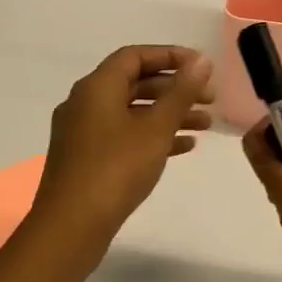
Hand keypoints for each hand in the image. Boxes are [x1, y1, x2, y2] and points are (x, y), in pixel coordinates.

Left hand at [34, 45, 215, 251]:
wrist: (72, 225)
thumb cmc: (116, 169)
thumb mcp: (156, 128)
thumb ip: (181, 93)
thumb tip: (201, 61)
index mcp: (96, 87)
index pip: (135, 56)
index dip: (170, 56)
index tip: (201, 67)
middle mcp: (85, 103)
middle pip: (135, 83)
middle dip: (175, 89)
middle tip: (210, 98)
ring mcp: (83, 132)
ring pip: (132, 112)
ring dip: (168, 114)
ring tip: (206, 125)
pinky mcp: (87, 159)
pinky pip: (125, 135)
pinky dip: (153, 136)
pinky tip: (183, 147)